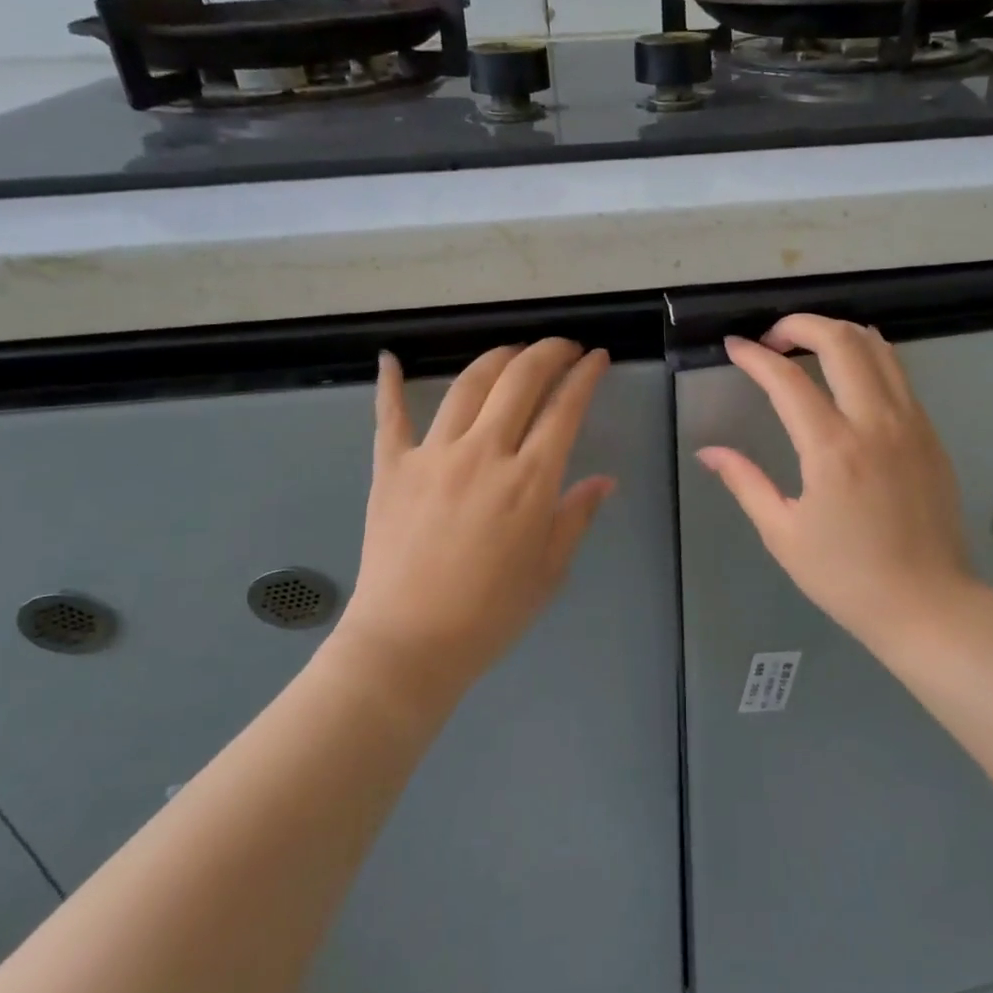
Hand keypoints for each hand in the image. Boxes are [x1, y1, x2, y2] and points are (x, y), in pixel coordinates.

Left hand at [331, 338, 614, 702]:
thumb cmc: (490, 614)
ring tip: (512, 351)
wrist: (409, 644)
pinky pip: (390, 416)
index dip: (585, 375)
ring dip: (497, 358)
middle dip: (548, 352)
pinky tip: (391, 358)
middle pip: (520, 380)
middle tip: (562, 348)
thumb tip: (603, 480)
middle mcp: (485, 453)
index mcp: (530, 480)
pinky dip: (390, 384)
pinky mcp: (392, 467)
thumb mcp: (549, 570)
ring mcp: (434, 455)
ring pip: (468, 384)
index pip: (565, 408)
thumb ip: (576, 516)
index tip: (597, 357)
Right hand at [697, 314, 978, 647]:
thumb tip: (708, 451)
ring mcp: (910, 423)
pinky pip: (898, 373)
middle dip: (800, 324)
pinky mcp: (930, 433)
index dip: (754, 355)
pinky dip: (867, 356)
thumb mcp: (783, 533)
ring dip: (837, 333)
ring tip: (808, 346)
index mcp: (832, 449)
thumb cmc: (847, 576)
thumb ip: (744, 482)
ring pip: (877, 347)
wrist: (928, 604)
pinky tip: (848, 374)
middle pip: (840, 340)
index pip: (786, 378)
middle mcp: (875, 422)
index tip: (734, 347)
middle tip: (773, 339)